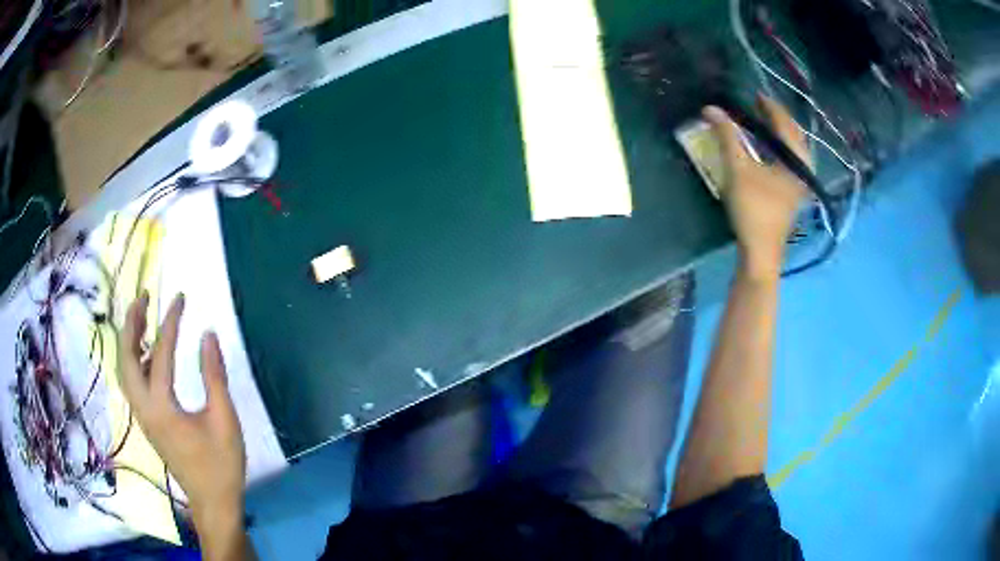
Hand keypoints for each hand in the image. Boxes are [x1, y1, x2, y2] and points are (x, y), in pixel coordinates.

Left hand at [119, 292, 246, 527]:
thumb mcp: (224, 420)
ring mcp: (142, 416)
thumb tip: (207, 335)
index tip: (180, 299)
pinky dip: (134, 359)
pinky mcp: (147, 422)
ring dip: (129, 340)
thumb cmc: (221, 464)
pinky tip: (148, 353)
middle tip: (143, 297)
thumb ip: (214, 376)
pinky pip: (132, 382)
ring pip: (124, 370)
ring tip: (142, 317)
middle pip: (126, 357)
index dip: (170, 324)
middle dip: (131, 323)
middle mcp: (144, 408)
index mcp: (162, 407)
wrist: (212, 502)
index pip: (160, 354)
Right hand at [703, 96, 808, 277]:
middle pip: (793, 135)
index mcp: (796, 160)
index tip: (754, 94)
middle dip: (777, 118)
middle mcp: (803, 168)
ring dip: (777, 133)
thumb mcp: (738, 169)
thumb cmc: (753, 209)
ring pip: (792, 149)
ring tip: (761, 123)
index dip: (770, 106)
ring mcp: (800, 182)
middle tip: (758, 106)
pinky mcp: (792, 192)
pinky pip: (789, 160)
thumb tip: (712, 108)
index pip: (785, 124)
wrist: (761, 252)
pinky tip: (765, 148)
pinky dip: (777, 148)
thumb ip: (727, 136)